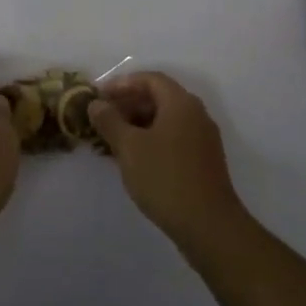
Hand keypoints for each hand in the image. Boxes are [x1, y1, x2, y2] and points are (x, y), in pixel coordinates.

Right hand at [90, 72, 246, 248]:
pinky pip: (172, 139)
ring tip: (111, 141)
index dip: (122, 84)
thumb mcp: (129, 147)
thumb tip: (96, 104)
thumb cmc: (165, 178)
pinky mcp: (203, 161)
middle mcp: (196, 115)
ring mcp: (202, 139)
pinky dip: (150, 141)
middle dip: (128, 105)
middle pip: (158, 98)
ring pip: (165, 121)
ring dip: (137, 125)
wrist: (208, 225)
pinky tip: (133, 160)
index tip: (99, 96)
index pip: (150, 79)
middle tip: (102, 118)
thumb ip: (110, 121)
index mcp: (181, 103)